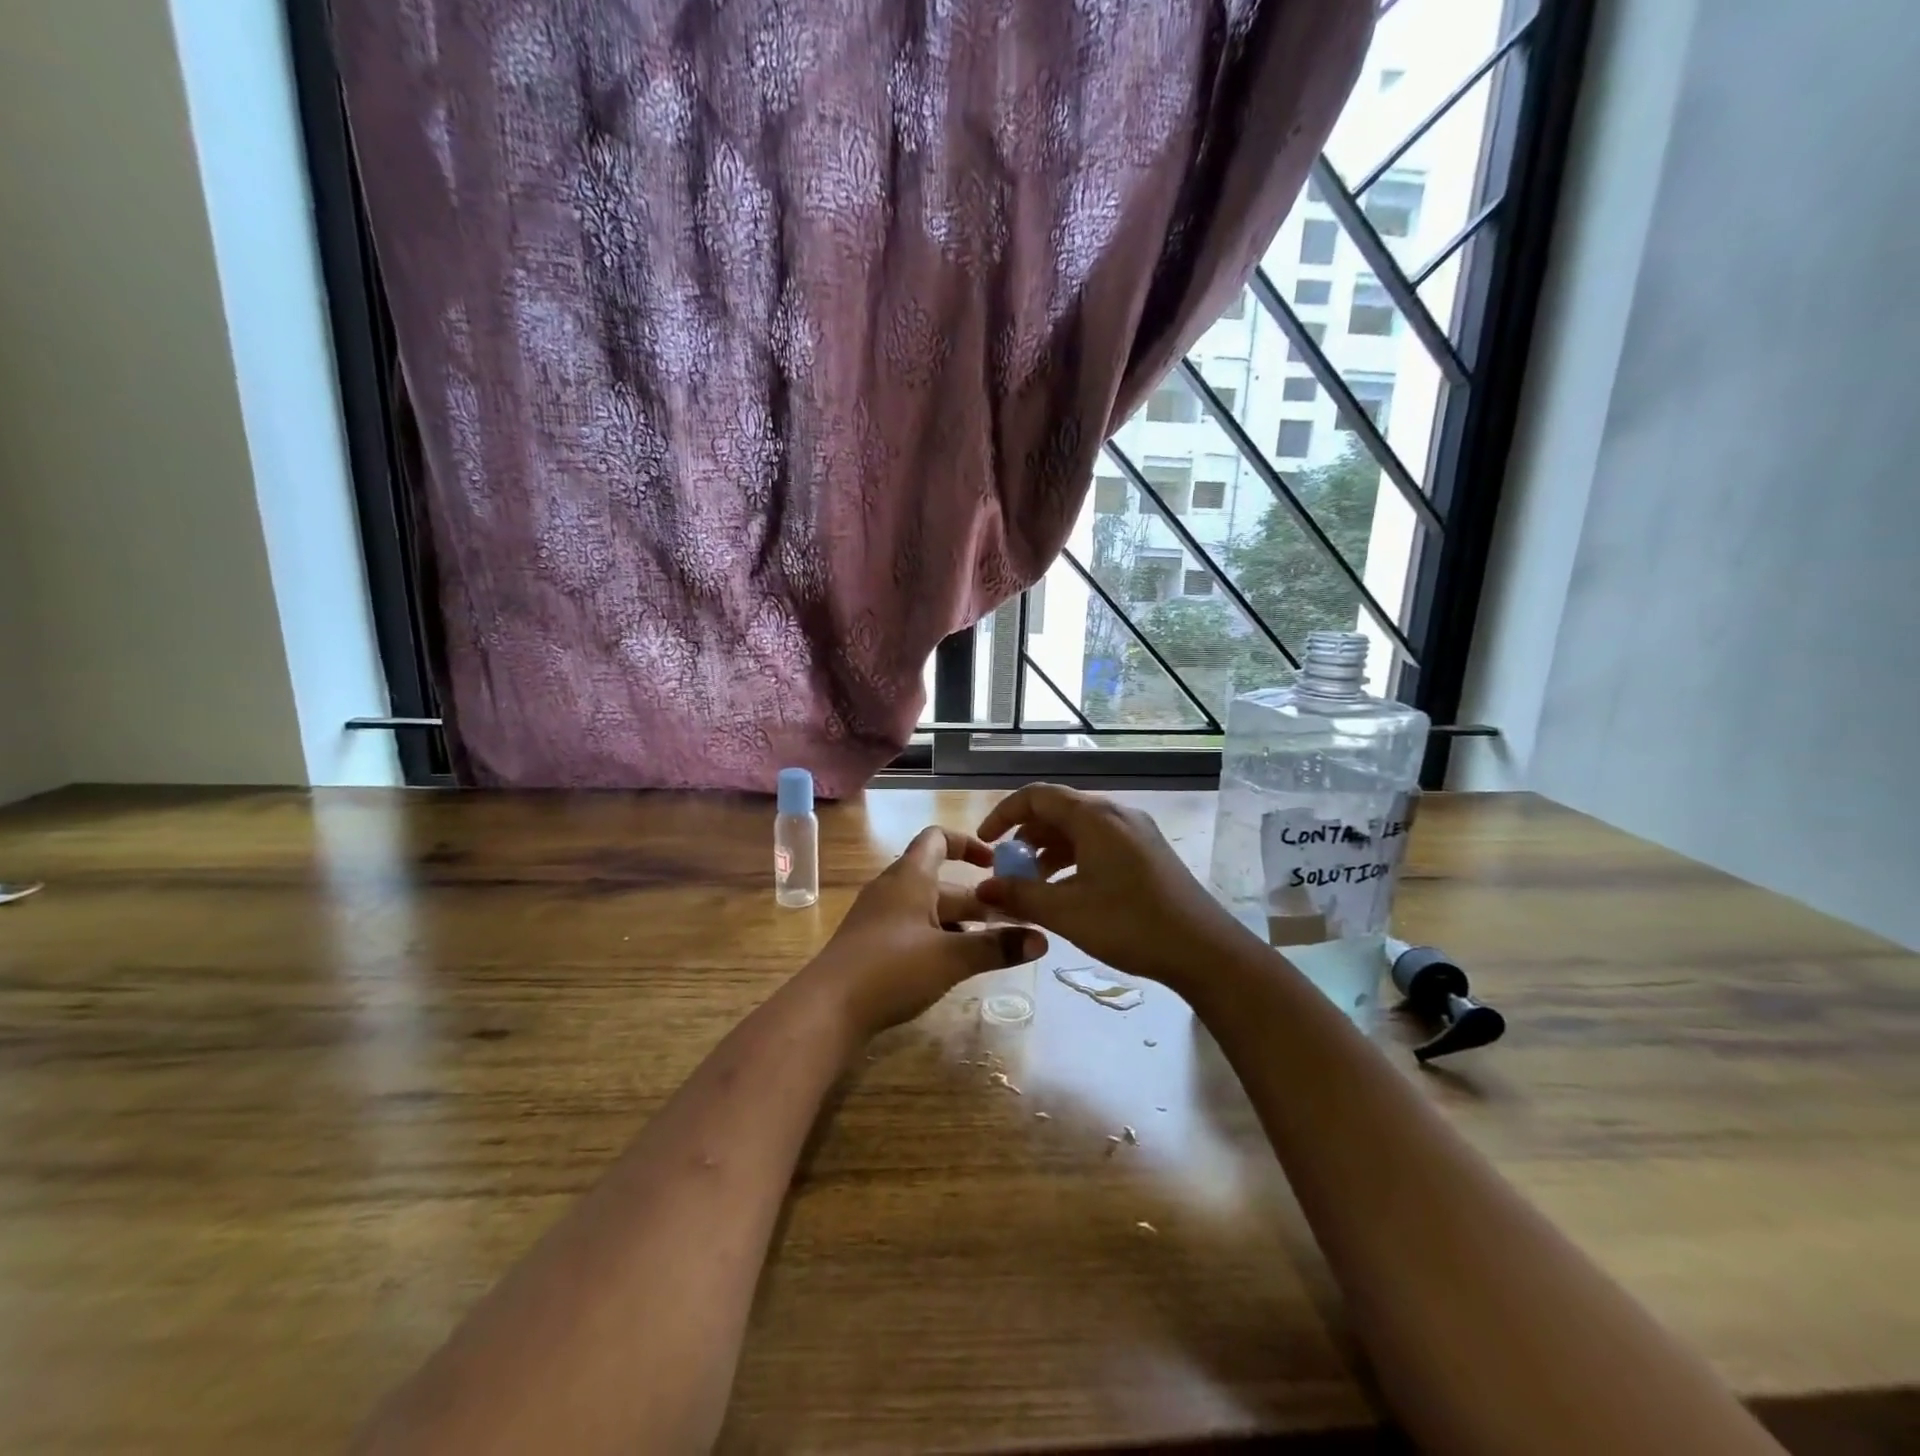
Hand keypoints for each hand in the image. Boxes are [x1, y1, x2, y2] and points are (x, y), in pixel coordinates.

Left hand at [799, 826, 1046, 1040]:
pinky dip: (937, 938)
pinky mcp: (871, 944)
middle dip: (976, 899)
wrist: (827, 1009)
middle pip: (940, 881)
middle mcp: (893, 889)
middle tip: (1012, 922)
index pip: (938, 839)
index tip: (996, 864)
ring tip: (991, 946)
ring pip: (927, 909)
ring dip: (959, 923)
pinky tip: (954, 965)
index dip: (968, 843)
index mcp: (910, 877)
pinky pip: (912, 929)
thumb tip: (1042, 940)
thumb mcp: (951, 957)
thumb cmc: (892, 969)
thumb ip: (997, 947)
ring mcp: (879, 917)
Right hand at [974, 784, 1253, 989]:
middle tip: (1009, 871)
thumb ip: (1019, 896)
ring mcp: (1136, 831)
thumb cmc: (1130, 925)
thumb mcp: (1066, 912)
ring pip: (1080, 829)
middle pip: (1059, 811)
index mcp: (1094, 817)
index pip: (1037, 796)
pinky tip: (1068, 892)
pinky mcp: (1148, 851)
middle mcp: (1116, 813)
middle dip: (1026, 838)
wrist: (1204, 950)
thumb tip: (983, 889)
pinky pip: (1099, 843)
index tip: (985, 843)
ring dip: (1050, 852)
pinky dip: (1074, 859)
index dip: (1004, 814)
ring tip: (1034, 886)